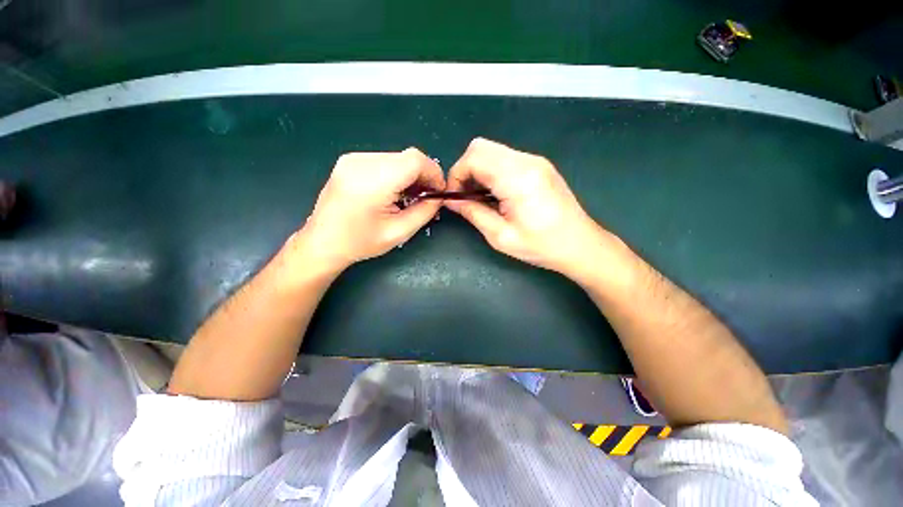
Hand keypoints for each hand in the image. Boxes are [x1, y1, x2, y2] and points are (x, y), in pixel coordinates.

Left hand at [295, 148, 443, 271]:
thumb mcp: (399, 232)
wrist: (322, 243)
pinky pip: (384, 160)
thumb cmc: (360, 242)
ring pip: (397, 158)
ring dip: (410, 174)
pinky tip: (394, 191)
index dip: (434, 173)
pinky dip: (396, 173)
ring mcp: (353, 159)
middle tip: (426, 197)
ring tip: (410, 196)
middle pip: (407, 157)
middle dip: (423, 175)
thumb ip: (425, 211)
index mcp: (373, 181)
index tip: (438, 191)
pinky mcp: (350, 161)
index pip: (415, 160)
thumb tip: (438, 197)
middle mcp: (361, 162)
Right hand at [445, 138, 617, 279]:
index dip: (456, 175)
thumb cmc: (541, 245)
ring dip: (478, 170)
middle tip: (465, 196)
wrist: (580, 244)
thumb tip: (451, 201)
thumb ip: (473, 213)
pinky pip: (505, 158)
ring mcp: (535, 160)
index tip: (454, 197)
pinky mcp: (539, 165)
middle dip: (465, 170)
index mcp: (517, 178)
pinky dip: (492, 171)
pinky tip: (496, 193)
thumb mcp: (501, 236)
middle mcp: (526, 161)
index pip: (473, 158)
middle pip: (480, 147)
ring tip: (480, 197)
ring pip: (492, 151)